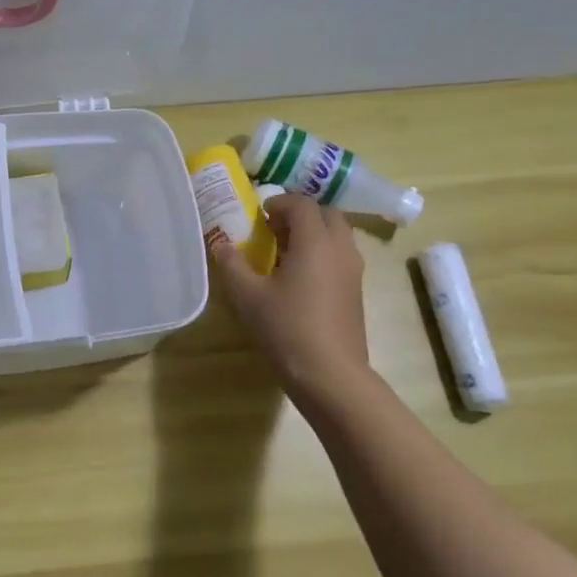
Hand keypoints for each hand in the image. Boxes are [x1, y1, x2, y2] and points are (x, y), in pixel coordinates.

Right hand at [212, 194, 370, 401]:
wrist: (329, 373)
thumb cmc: (286, 328)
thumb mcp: (248, 296)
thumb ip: (232, 264)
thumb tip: (220, 244)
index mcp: (315, 242)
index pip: (302, 204)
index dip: (280, 202)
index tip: (260, 215)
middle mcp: (340, 249)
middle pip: (327, 214)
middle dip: (301, 214)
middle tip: (274, 229)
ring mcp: (353, 270)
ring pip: (338, 235)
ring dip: (313, 233)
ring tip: (284, 253)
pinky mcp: (356, 291)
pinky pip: (341, 256)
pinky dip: (322, 253)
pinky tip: (299, 278)